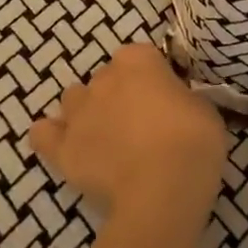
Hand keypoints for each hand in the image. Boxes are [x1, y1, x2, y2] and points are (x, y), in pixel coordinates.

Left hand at [29, 44, 227, 231]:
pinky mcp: (62, 149)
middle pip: (107, 78)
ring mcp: (78, 112)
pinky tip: (70, 147)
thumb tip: (174, 105)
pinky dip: (53, 137)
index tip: (166, 99)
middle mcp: (103, 78)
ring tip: (108, 138)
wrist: (162, 191)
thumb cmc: (192, 142)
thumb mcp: (204, 109)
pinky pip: (44, 135)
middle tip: (142, 124)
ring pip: (74, 100)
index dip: (153, 78)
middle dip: (119, 95)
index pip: (141, 57)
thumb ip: (182, 97)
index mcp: (138, 60)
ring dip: (88, 112)